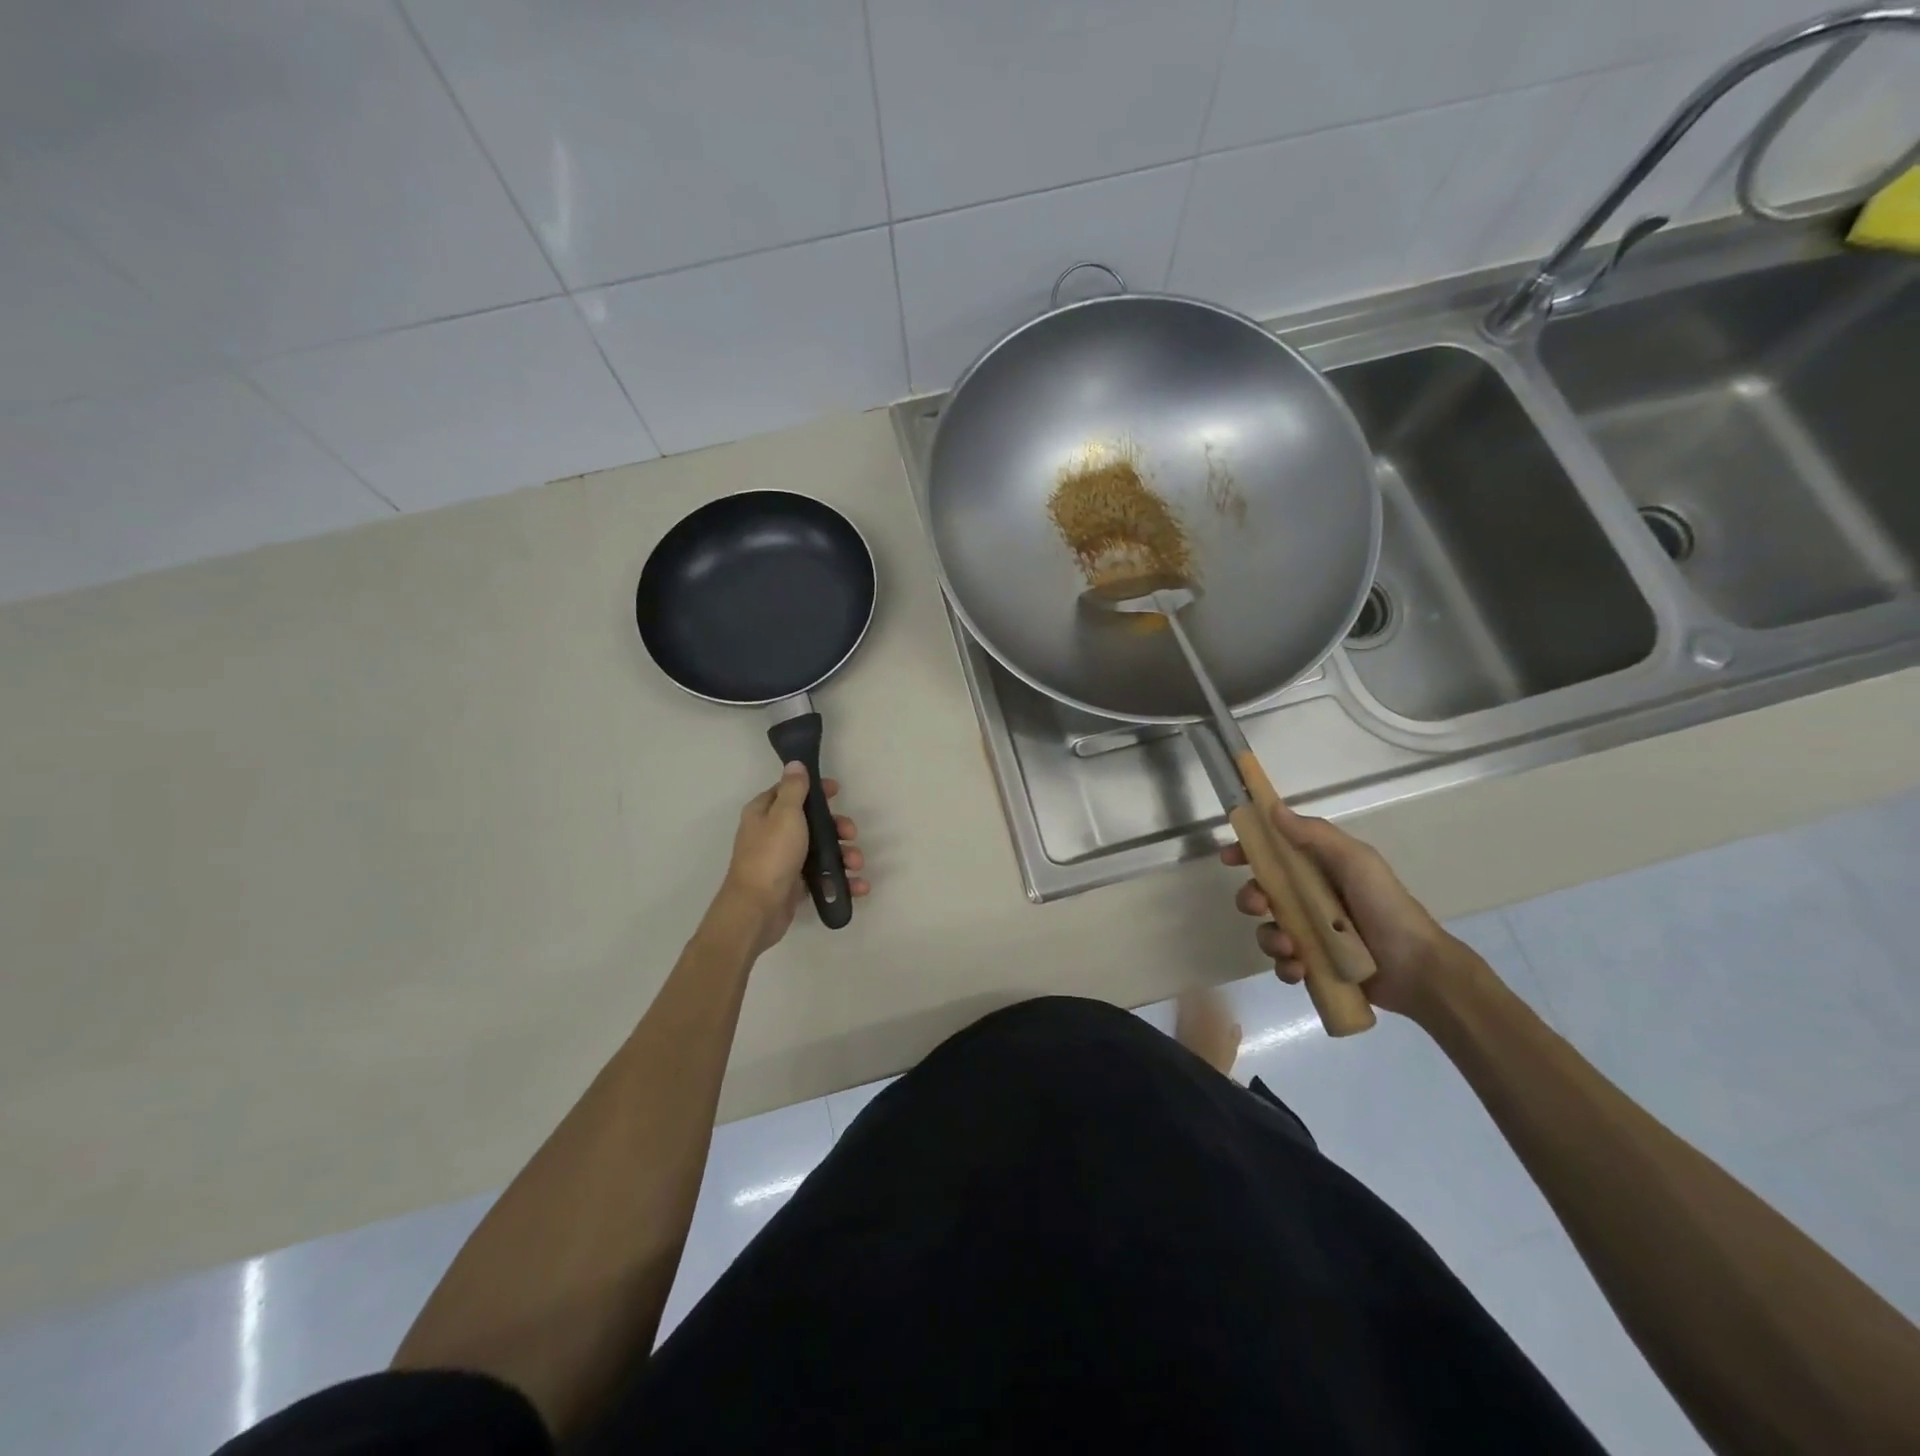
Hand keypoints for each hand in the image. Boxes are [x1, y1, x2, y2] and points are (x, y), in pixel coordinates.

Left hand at [719, 763, 867, 953]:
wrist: (758, 909)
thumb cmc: (772, 855)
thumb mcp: (785, 814)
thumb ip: (794, 789)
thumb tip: (795, 763)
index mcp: (765, 813)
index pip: (791, 791)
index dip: (815, 789)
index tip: (837, 791)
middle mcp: (772, 833)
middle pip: (812, 822)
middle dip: (837, 828)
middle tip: (850, 834)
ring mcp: (784, 860)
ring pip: (820, 850)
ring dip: (843, 855)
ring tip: (856, 865)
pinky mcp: (794, 884)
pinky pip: (822, 877)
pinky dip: (840, 880)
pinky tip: (858, 886)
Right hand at [1221, 801, 1463, 1019]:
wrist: (1418, 968)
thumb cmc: (1386, 906)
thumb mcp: (1355, 861)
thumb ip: (1315, 835)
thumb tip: (1273, 809)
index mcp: (1319, 869)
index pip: (1274, 854)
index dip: (1248, 853)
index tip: (1229, 858)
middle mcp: (1311, 899)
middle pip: (1262, 893)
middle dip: (1251, 899)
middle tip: (1260, 906)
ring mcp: (1312, 933)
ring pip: (1268, 930)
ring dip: (1269, 938)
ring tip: (1291, 948)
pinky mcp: (1315, 965)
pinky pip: (1284, 963)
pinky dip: (1285, 966)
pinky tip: (1299, 968)